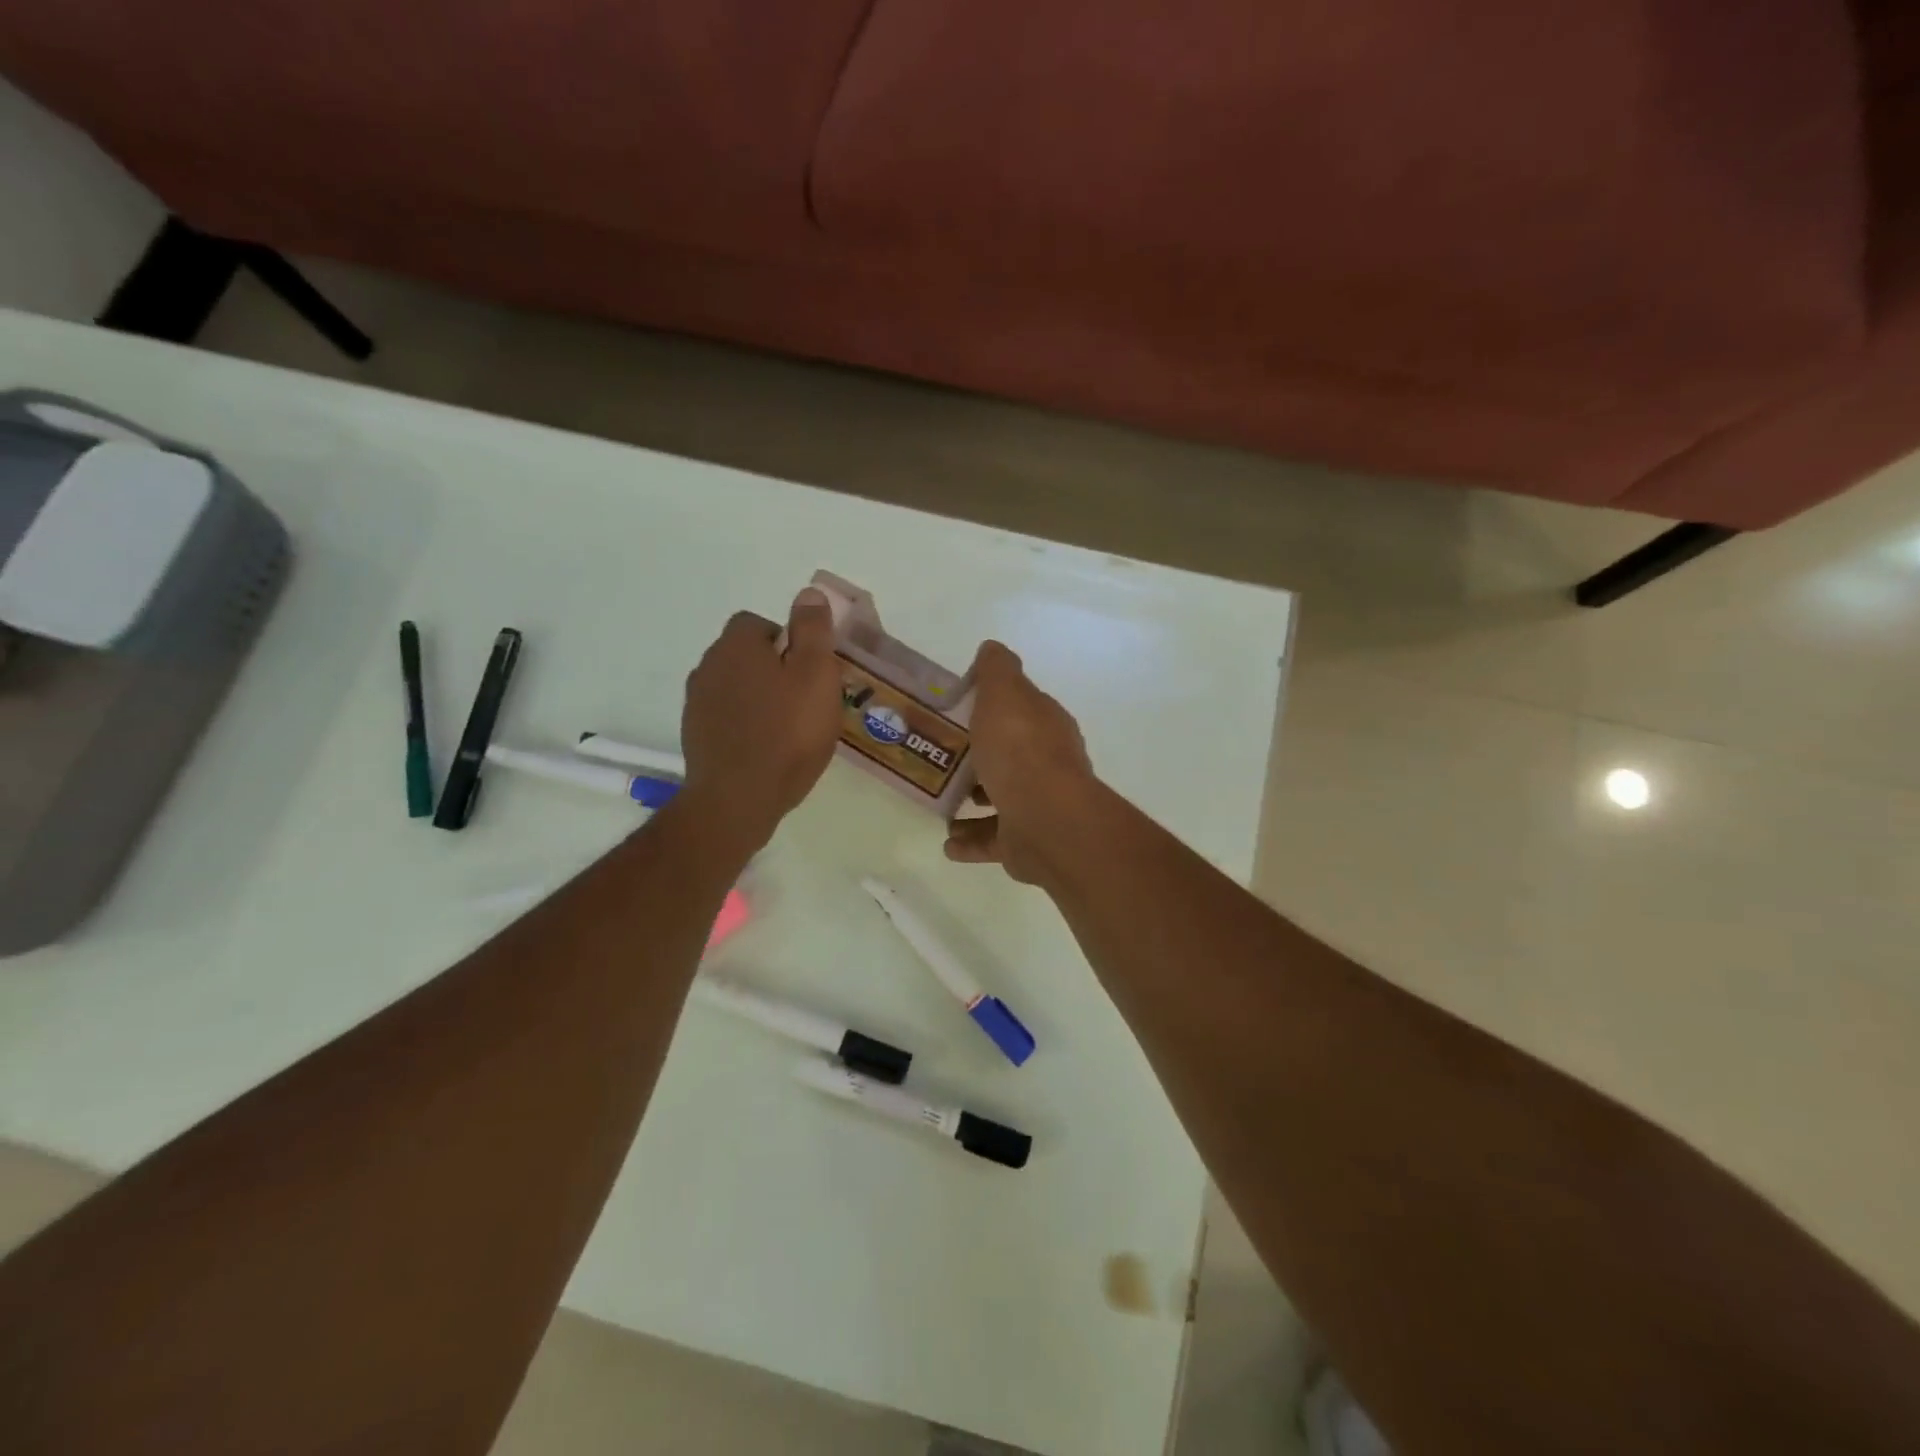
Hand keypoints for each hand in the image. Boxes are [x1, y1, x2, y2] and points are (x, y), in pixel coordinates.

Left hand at [680, 588, 842, 851]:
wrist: (738, 799)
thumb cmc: (787, 733)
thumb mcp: (816, 675)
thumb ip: (813, 631)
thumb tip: (808, 593)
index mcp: (736, 646)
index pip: (757, 623)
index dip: (787, 641)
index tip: (809, 671)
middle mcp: (708, 666)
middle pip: (745, 655)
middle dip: (772, 669)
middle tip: (805, 700)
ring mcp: (696, 704)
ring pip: (734, 687)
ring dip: (757, 698)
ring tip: (787, 728)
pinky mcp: (695, 736)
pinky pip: (725, 717)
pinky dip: (744, 724)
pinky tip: (765, 749)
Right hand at [944, 642, 1100, 883]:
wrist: (1045, 820)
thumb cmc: (1020, 750)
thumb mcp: (1004, 694)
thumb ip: (996, 670)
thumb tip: (992, 648)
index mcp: (1044, 726)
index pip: (1020, 709)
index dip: (992, 706)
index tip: (956, 709)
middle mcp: (1046, 764)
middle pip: (1009, 754)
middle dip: (979, 755)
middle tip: (938, 754)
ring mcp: (1037, 805)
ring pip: (1001, 799)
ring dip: (973, 799)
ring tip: (939, 798)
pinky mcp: (1025, 842)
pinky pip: (992, 841)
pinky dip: (970, 841)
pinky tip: (948, 842)